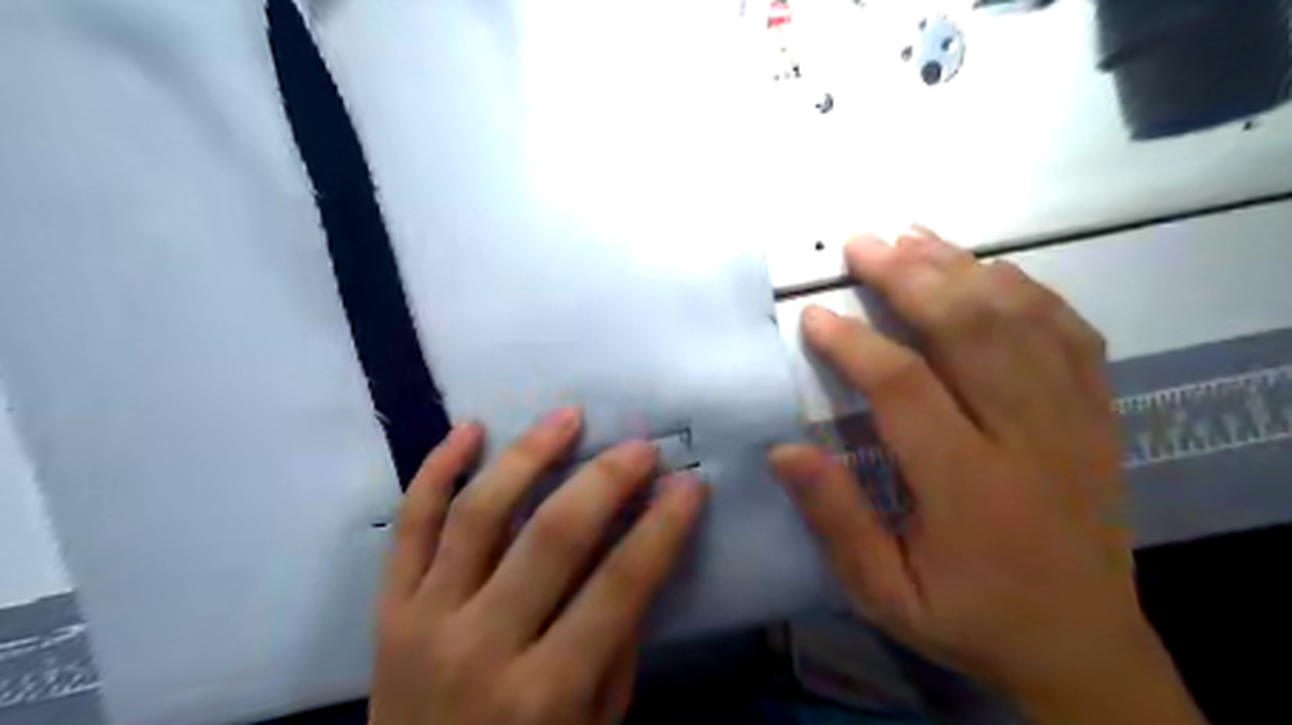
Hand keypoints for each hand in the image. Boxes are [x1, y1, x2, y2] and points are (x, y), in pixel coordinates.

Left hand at [367, 409, 710, 724]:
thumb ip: (618, 643)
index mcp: (547, 691)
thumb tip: (641, 551)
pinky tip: (471, 429)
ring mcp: (426, 620)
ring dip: (528, 454)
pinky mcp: (387, 608)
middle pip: (552, 536)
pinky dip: (435, 470)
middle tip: (639, 445)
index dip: (662, 528)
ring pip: (479, 514)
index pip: (620, 587)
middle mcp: (483, 645)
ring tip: (567, 416)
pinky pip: (408, 525)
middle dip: (605, 479)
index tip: (689, 483)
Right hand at [765, 229, 1202, 721]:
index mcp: (968, 487)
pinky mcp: (1097, 414)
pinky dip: (1028, 289)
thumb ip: (836, 522)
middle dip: (910, 278)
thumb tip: (784, 451)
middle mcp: (1028, 438)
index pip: (905, 389)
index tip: (813, 315)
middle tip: (861, 244)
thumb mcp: (886, 593)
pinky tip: (989, 268)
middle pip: (970, 332)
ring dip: (962, 269)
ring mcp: (1074, 420)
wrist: (1084, 647)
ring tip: (913, 236)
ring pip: (1020, 320)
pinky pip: (1069, 331)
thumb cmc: (971, 619)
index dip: (854, 344)